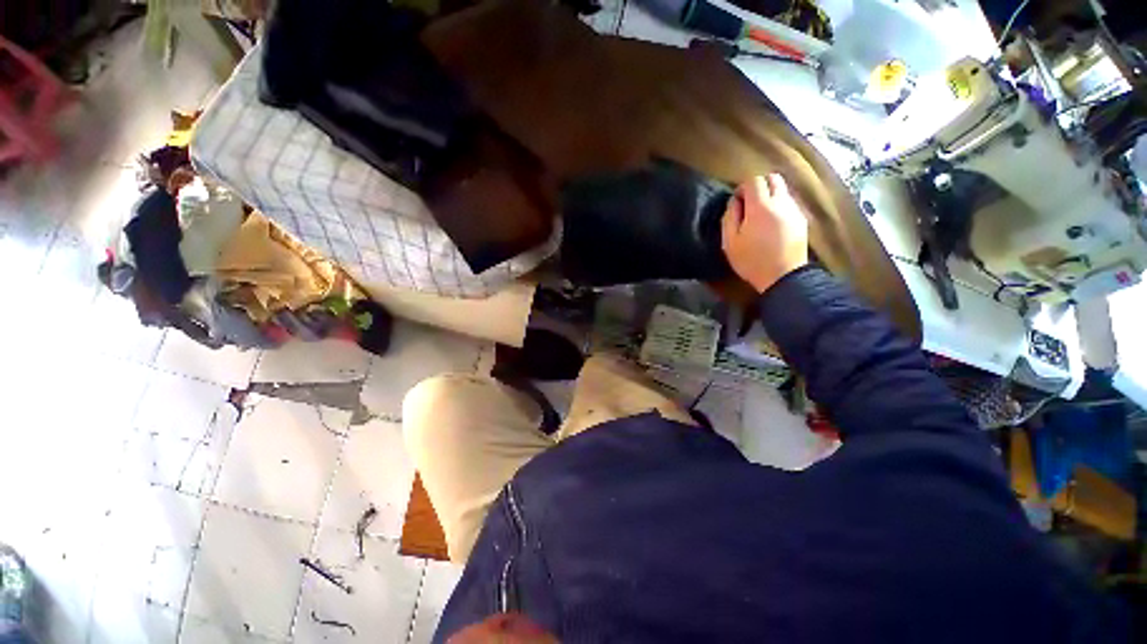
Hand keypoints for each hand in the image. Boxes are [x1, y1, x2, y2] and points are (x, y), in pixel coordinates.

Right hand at [721, 174, 808, 293]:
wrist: (783, 277)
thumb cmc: (751, 261)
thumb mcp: (730, 242)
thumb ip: (730, 217)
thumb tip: (733, 201)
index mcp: (760, 207)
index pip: (753, 181)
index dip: (742, 188)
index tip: (737, 202)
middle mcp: (781, 202)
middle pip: (773, 178)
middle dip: (759, 186)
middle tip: (749, 204)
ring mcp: (794, 210)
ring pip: (783, 189)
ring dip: (770, 195)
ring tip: (760, 215)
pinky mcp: (802, 219)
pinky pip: (789, 202)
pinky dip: (779, 205)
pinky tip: (772, 223)